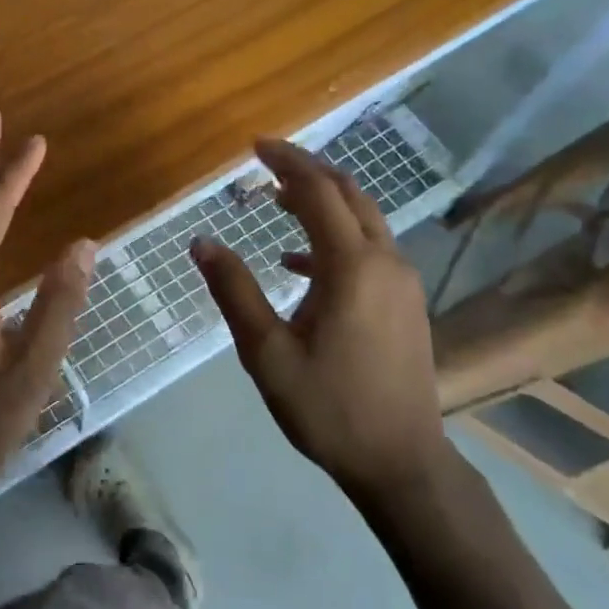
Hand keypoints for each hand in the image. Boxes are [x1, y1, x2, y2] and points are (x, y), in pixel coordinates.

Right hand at [191, 139, 445, 496]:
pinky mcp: (406, 301)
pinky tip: (298, 262)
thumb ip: (234, 291)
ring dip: (323, 201)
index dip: (287, 163)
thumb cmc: (328, 408)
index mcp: (352, 267)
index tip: (255, 147)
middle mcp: (385, 261)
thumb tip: (202, 242)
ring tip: (278, 200)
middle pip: (348, 194)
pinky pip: (369, 249)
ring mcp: (402, 281)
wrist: (401, 461)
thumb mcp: (267, 353)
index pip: (318, 192)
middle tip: (267, 163)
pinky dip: (334, 239)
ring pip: (364, 219)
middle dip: (307, 171)